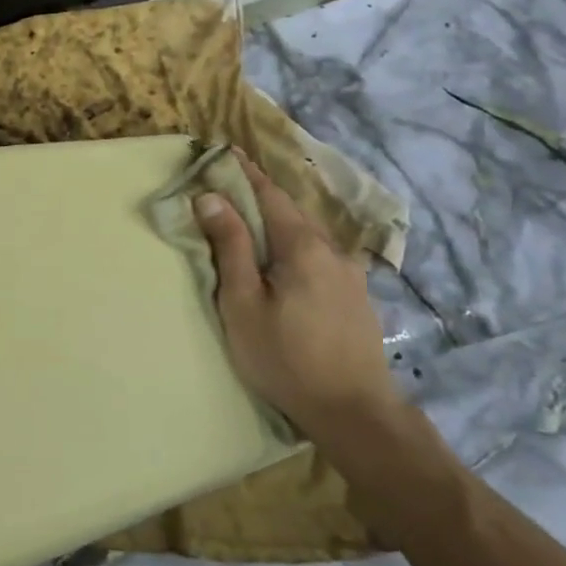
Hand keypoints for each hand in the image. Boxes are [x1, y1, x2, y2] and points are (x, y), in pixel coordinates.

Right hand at [192, 151, 400, 440]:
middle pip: (289, 211)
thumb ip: (230, 247)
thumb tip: (210, 197)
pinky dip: (291, 245)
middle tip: (225, 188)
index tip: (221, 152)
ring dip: (275, 222)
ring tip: (247, 223)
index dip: (243, 172)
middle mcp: (332, 250)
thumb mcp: (243, 303)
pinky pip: (317, 255)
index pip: (269, 193)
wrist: (354, 413)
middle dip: (257, 196)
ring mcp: (349, 274)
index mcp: (302, 246)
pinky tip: (281, 262)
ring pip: (305, 234)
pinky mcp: (355, 297)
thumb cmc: (285, 357)